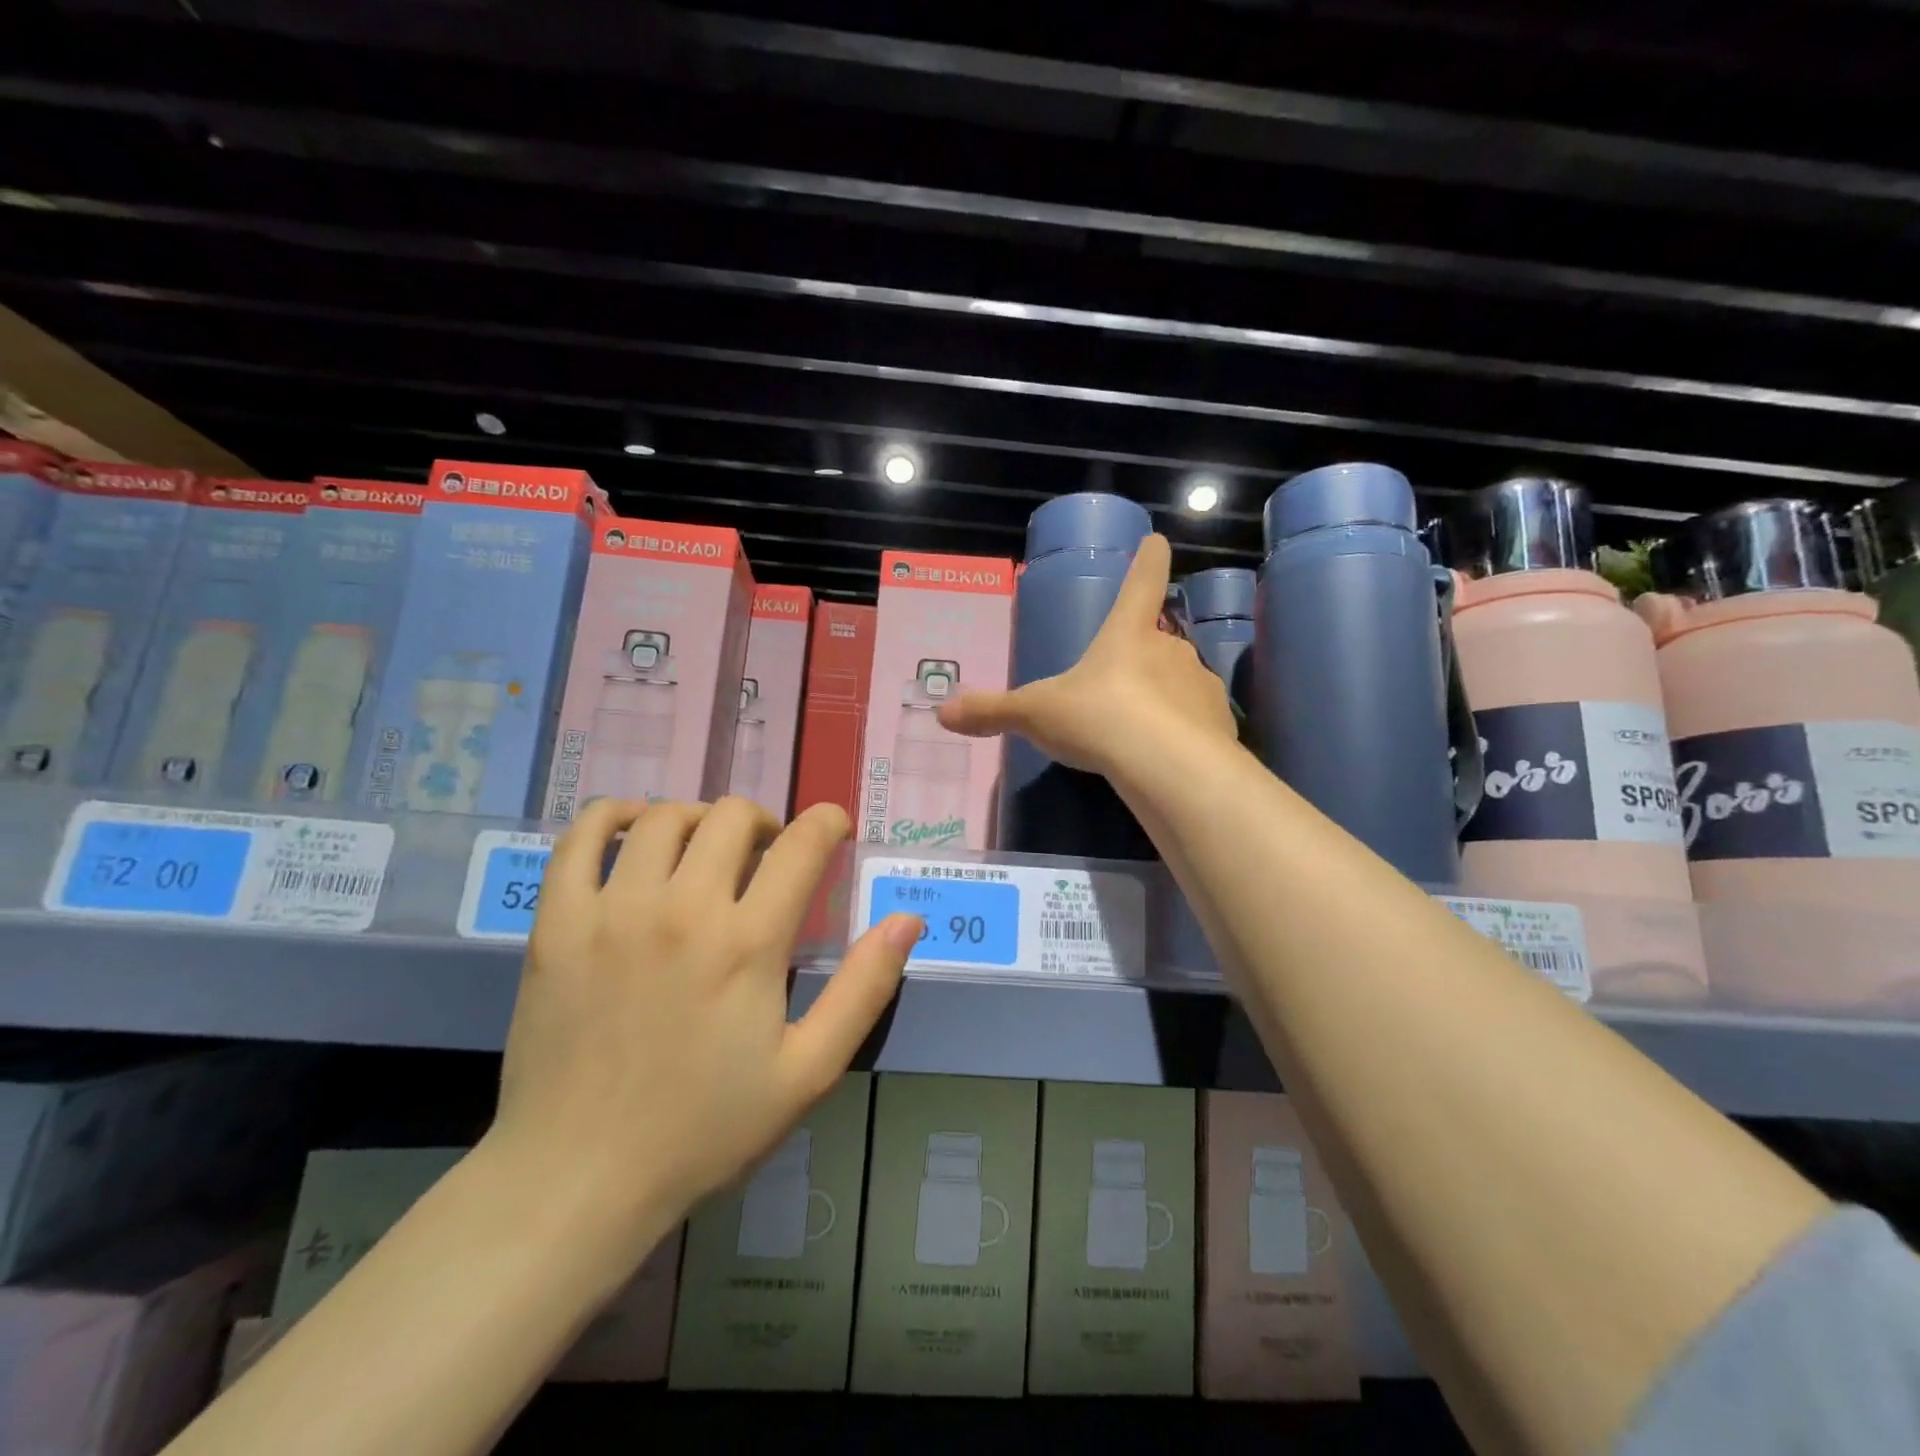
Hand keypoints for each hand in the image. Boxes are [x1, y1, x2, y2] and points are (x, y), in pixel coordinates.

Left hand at [484, 797, 921, 1251]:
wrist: (578, 1178)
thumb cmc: (704, 1128)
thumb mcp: (808, 1071)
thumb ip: (864, 989)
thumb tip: (908, 920)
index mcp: (748, 943)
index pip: (802, 846)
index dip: (827, 823)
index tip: (833, 829)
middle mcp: (683, 909)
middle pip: (733, 817)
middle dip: (765, 823)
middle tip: (768, 856)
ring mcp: (613, 910)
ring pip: (666, 817)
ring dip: (701, 819)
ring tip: (707, 851)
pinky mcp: (558, 922)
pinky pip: (584, 836)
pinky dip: (615, 815)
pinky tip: (637, 831)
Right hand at [937, 533, 1236, 775]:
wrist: (1166, 766)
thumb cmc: (1097, 719)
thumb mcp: (1036, 714)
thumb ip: (992, 712)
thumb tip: (942, 713)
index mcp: (1126, 634)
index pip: (1141, 582)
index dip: (1148, 561)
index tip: (1158, 542)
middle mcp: (1170, 649)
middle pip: (1158, 641)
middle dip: (1142, 659)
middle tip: (1119, 691)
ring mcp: (1200, 684)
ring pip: (1180, 683)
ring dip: (1164, 698)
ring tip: (1141, 733)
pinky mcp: (1220, 723)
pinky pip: (1198, 721)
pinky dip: (1185, 733)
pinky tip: (1166, 758)